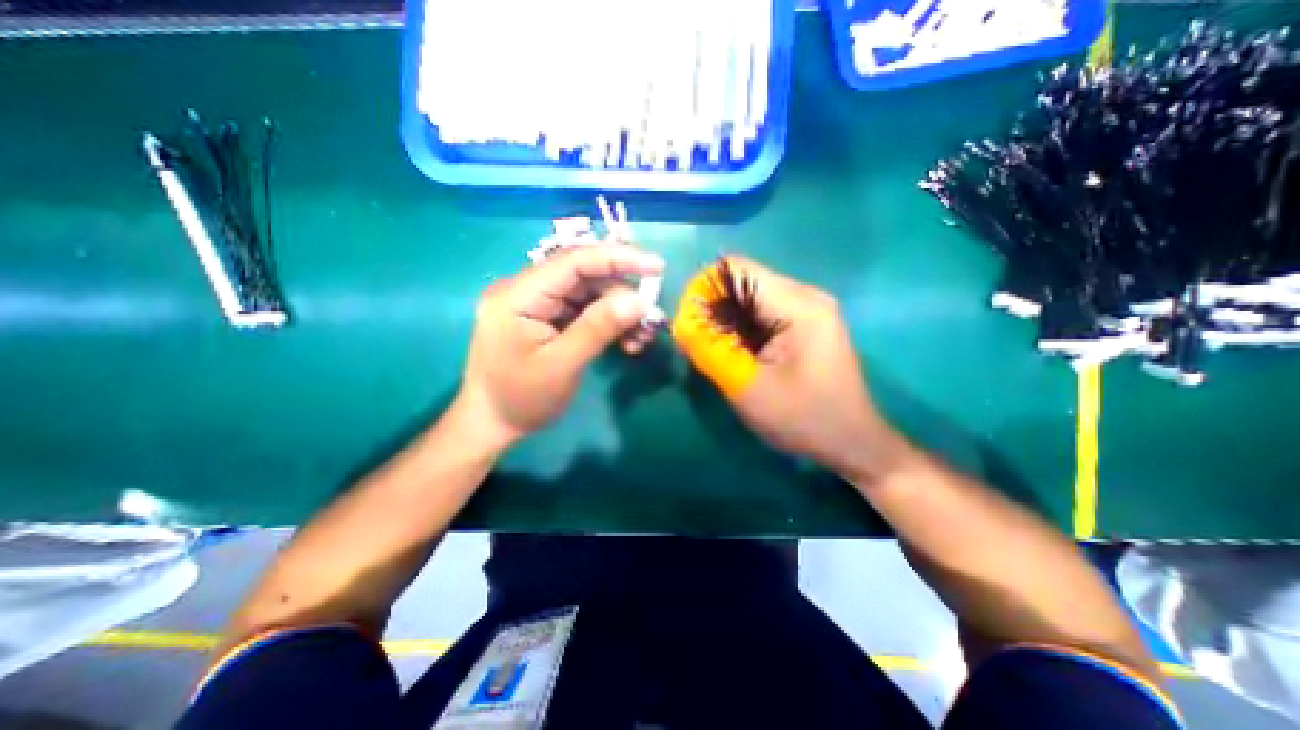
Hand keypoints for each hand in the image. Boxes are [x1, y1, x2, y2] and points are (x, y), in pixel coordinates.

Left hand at [455, 244, 661, 450]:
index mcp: (519, 295)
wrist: (492, 424)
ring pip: (589, 294)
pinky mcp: (546, 317)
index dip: (618, 258)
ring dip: (619, 312)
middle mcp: (526, 289)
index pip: (574, 261)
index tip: (657, 266)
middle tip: (650, 320)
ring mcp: (536, 304)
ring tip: (640, 338)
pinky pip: (583, 310)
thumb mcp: (562, 365)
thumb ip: (598, 329)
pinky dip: (607, 323)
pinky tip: (625, 341)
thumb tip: (639, 300)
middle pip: (584, 277)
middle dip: (622, 295)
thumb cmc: (521, 399)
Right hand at [683, 257, 905, 483]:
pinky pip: (761, 313)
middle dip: (712, 310)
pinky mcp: (804, 324)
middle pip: (741, 282)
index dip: (703, 292)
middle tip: (697, 347)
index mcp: (798, 305)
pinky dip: (740, 330)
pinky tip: (737, 355)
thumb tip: (681, 321)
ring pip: (748, 299)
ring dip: (724, 322)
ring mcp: (807, 309)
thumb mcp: (747, 387)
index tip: (689, 327)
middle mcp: (804, 296)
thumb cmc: (803, 419)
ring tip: (715, 354)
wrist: (851, 443)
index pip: (735, 270)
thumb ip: (710, 350)